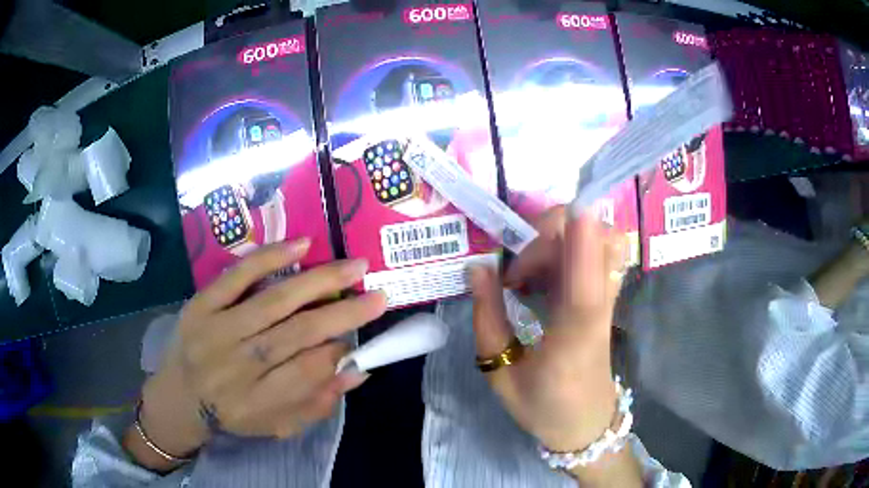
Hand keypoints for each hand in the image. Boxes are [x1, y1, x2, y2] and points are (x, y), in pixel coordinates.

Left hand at [126, 239, 386, 470]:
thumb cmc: (232, 414)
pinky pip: (237, 276)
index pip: (310, 371)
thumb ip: (317, 403)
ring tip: (354, 266)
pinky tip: (302, 245)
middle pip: (298, 334)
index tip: (362, 335)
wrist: (178, 397)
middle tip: (378, 294)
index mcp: (259, 401)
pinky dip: (270, 258)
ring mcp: (218, 329)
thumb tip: (357, 370)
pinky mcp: (202, 304)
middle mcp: (239, 364)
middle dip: (344, 313)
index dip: (340, 351)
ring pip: (275, 300)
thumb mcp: (276, 425)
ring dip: (319, 281)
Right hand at [471, 207, 639, 484]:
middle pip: (600, 240)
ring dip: (561, 237)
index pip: (587, 280)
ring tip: (525, 272)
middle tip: (516, 265)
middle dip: (553, 231)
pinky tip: (538, 276)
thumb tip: (478, 267)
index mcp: (574, 337)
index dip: (580, 238)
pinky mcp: (605, 296)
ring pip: (601, 239)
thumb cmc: (542, 407)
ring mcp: (607, 299)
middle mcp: (598, 309)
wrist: (585, 422)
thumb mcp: (501, 373)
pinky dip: (566, 247)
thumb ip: (487, 319)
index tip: (554, 210)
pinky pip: (594, 251)